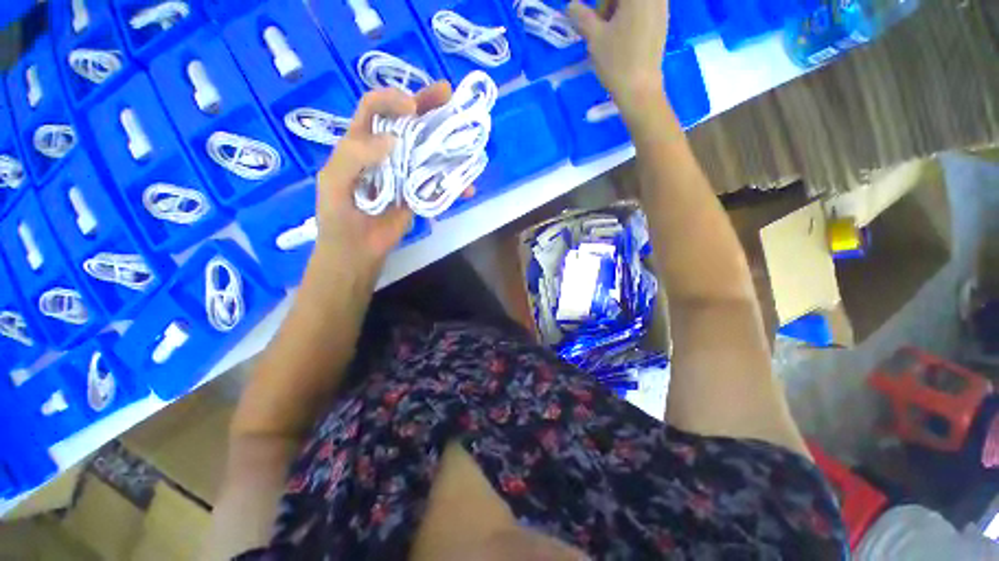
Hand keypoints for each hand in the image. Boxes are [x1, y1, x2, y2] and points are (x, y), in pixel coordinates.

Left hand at [313, 82, 451, 277]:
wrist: (357, 251)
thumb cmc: (339, 217)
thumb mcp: (334, 183)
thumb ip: (354, 157)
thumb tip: (394, 140)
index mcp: (360, 143)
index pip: (374, 109)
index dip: (392, 100)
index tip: (413, 106)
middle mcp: (385, 153)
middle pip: (407, 122)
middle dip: (427, 106)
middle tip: (450, 96)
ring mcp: (405, 173)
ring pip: (427, 150)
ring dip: (447, 142)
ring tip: (467, 136)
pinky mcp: (418, 193)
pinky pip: (438, 183)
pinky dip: (454, 184)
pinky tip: (468, 187)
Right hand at [568, 0, 667, 111]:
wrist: (640, 89)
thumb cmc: (617, 62)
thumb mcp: (594, 38)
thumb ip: (582, 16)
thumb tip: (570, 5)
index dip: (599, 5)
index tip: (590, 20)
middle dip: (607, 5)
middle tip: (600, 26)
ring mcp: (661, 6)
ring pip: (632, 3)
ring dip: (617, 11)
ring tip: (611, 34)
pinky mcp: (662, 21)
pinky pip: (643, 9)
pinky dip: (629, 17)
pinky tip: (624, 38)